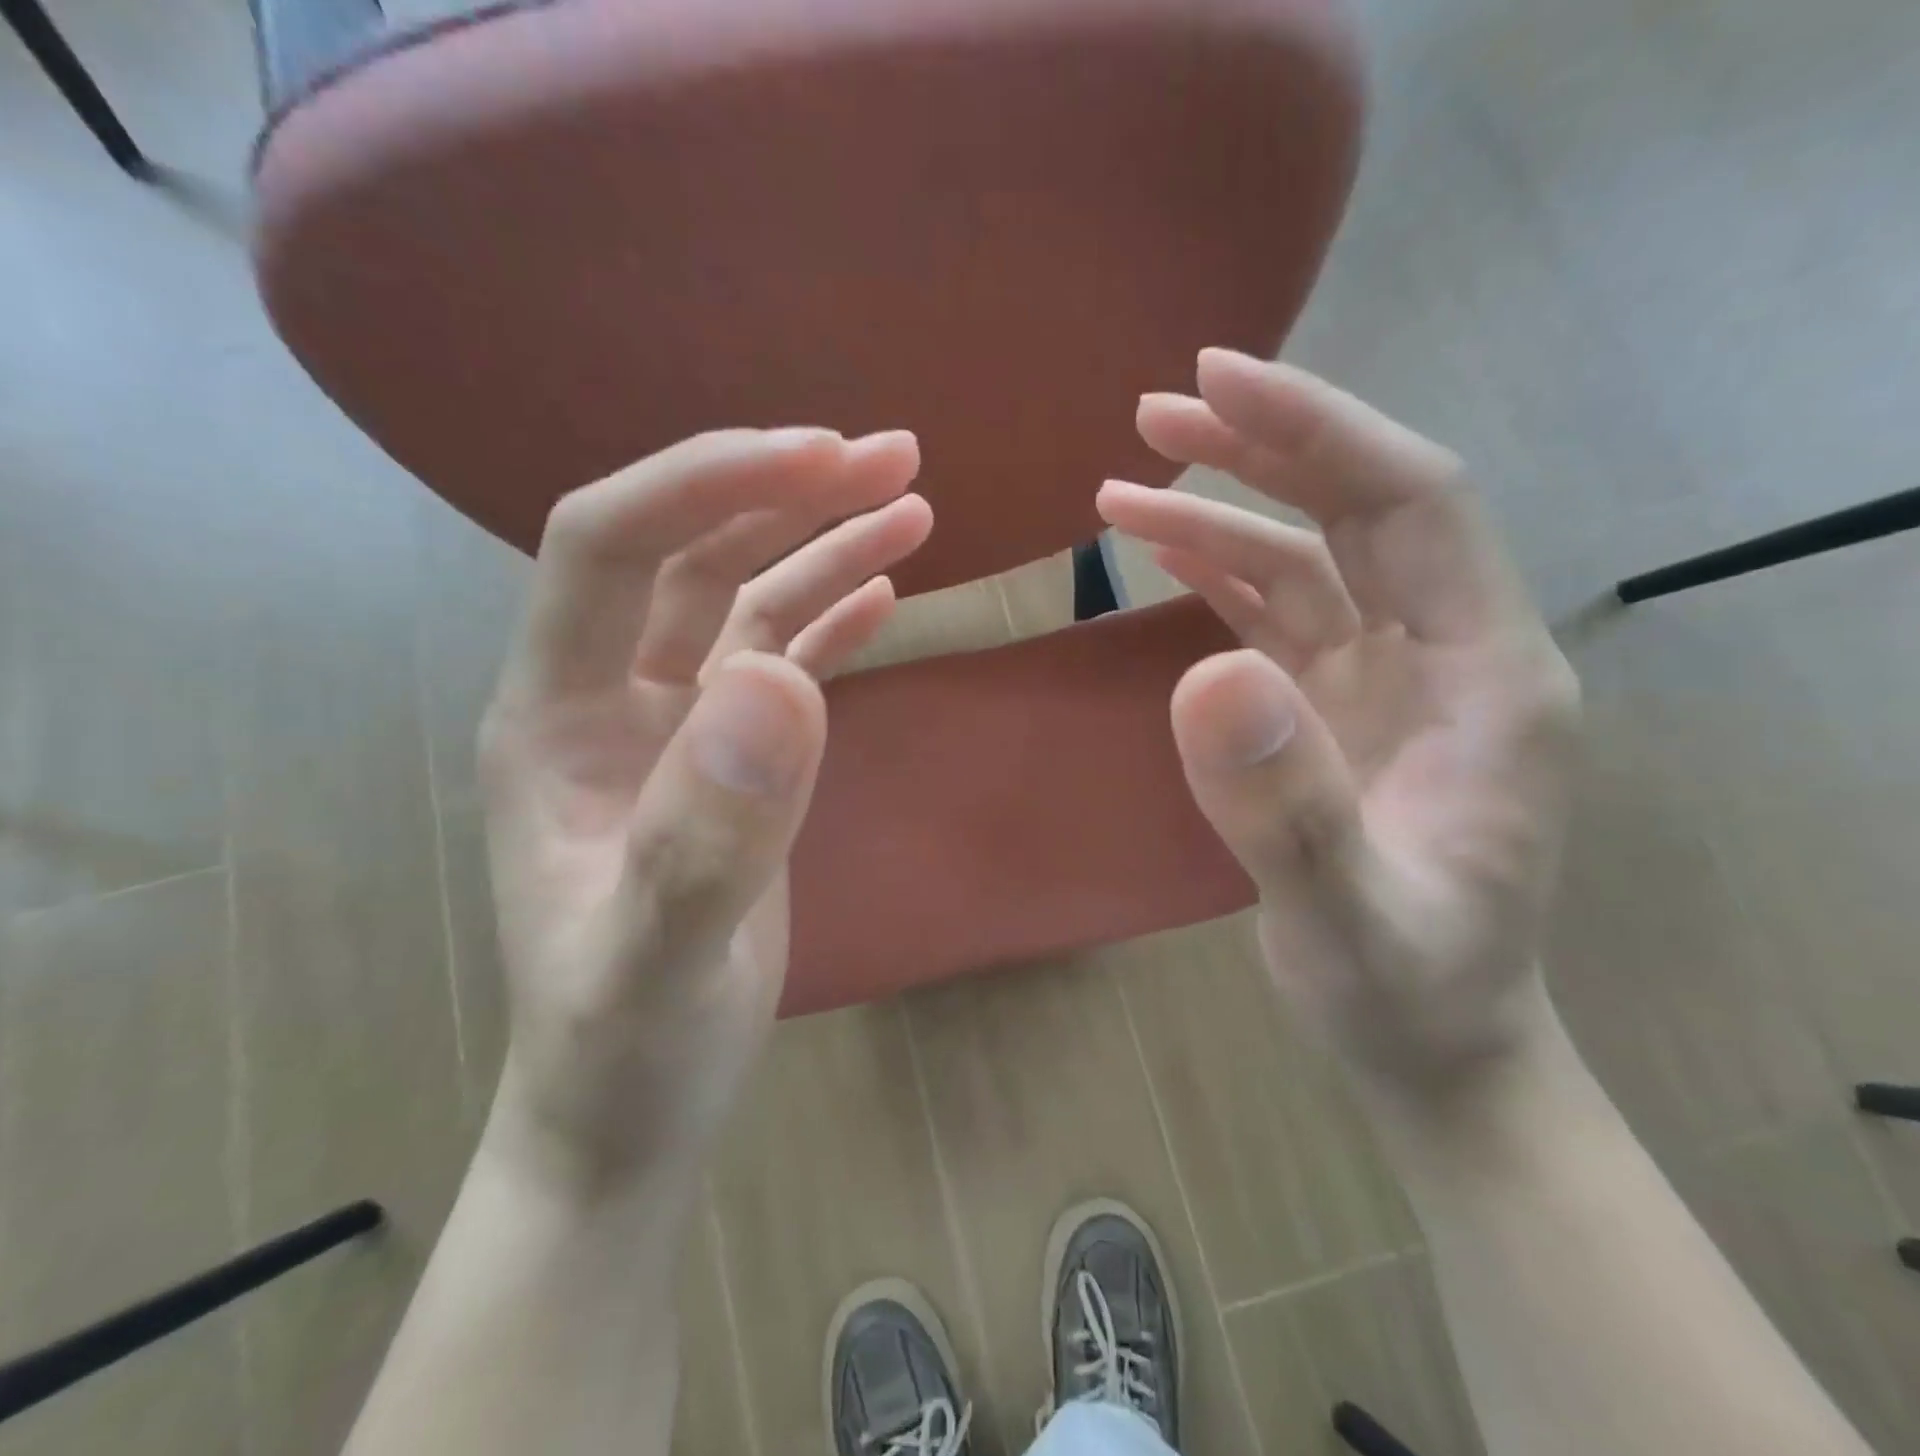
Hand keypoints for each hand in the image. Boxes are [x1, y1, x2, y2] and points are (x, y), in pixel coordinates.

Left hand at [476, 428, 928, 1192]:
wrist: (631, 1112)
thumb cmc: (623, 1050)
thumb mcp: (658, 959)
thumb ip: (706, 831)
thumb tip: (778, 679)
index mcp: (557, 716)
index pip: (611, 545)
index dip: (706, 482)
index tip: (820, 455)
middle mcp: (610, 699)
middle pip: (692, 554)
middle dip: (785, 491)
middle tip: (891, 455)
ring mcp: (676, 730)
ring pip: (747, 601)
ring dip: (823, 543)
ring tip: (910, 502)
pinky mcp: (731, 764)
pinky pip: (781, 661)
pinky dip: (831, 616)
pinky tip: (882, 590)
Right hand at [1098, 350, 1579, 1099]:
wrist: (1428, 1042)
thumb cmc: (1409, 991)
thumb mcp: (1351, 920)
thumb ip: (1288, 809)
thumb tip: (1205, 675)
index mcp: (1487, 676)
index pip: (1410, 504)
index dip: (1317, 432)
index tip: (1215, 383)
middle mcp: (1444, 654)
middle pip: (1356, 510)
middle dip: (1260, 449)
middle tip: (1156, 411)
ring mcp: (1385, 679)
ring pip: (1305, 558)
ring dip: (1219, 510)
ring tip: (1124, 485)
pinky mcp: (1333, 708)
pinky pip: (1275, 614)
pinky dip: (1215, 573)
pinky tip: (1162, 551)